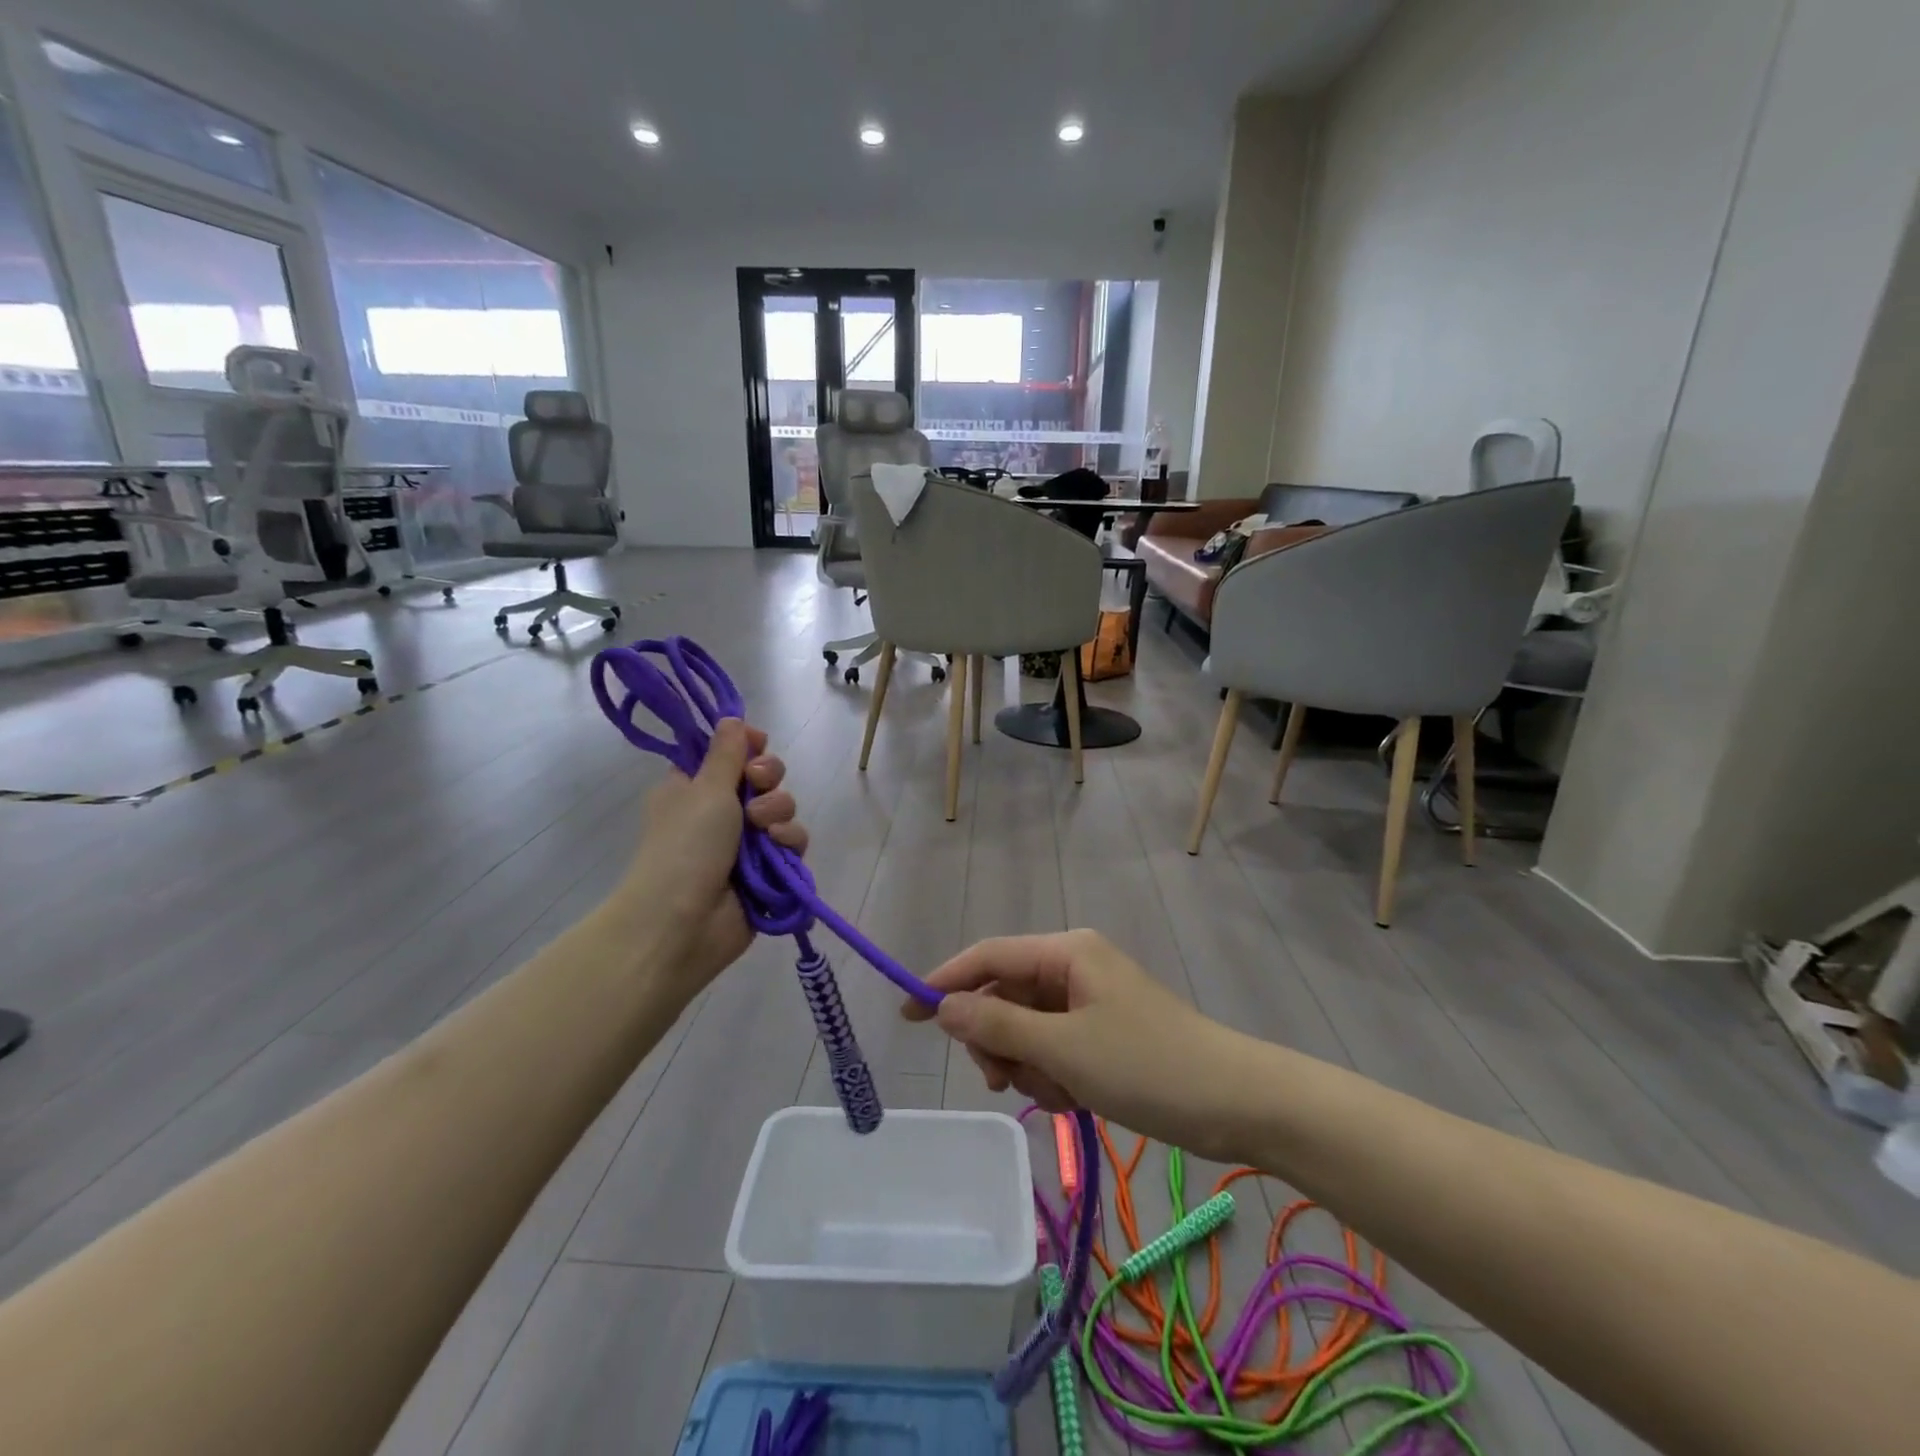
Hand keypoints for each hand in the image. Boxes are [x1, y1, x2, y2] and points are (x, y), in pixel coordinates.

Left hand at [613, 719, 805, 1002]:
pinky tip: (778, 850)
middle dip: (768, 778)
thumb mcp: (705, 788)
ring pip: (782, 809)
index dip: (748, 746)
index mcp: (695, 786)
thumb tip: (732, 717)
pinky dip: (789, 843)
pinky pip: (792, 843)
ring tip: (762, 829)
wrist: (681, 923)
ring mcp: (745, 842)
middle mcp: (721, 811)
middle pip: (764, 778)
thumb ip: (727, 752)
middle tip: (756, 784)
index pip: (730, 753)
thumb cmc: (685, 846)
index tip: (755, 744)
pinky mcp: (769, 870)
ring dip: (778, 812)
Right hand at [905, 930, 1249, 1158]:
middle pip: (1005, 996)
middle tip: (1003, 1081)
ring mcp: (1090, 1002)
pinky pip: (1054, 1049)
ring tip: (1059, 1094)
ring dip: (1029, 1066)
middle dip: (998, 1041)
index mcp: (1066, 953)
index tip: (907, 1014)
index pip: (989, 955)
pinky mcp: (1103, 1035)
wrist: (1235, 1103)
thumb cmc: (1146, 1064)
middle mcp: (1074, 968)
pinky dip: (1053, 1075)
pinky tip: (1075, 1099)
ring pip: (1027, 1029)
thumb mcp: (1063, 1048)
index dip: (945, 981)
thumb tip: (943, 1007)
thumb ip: (997, 1025)